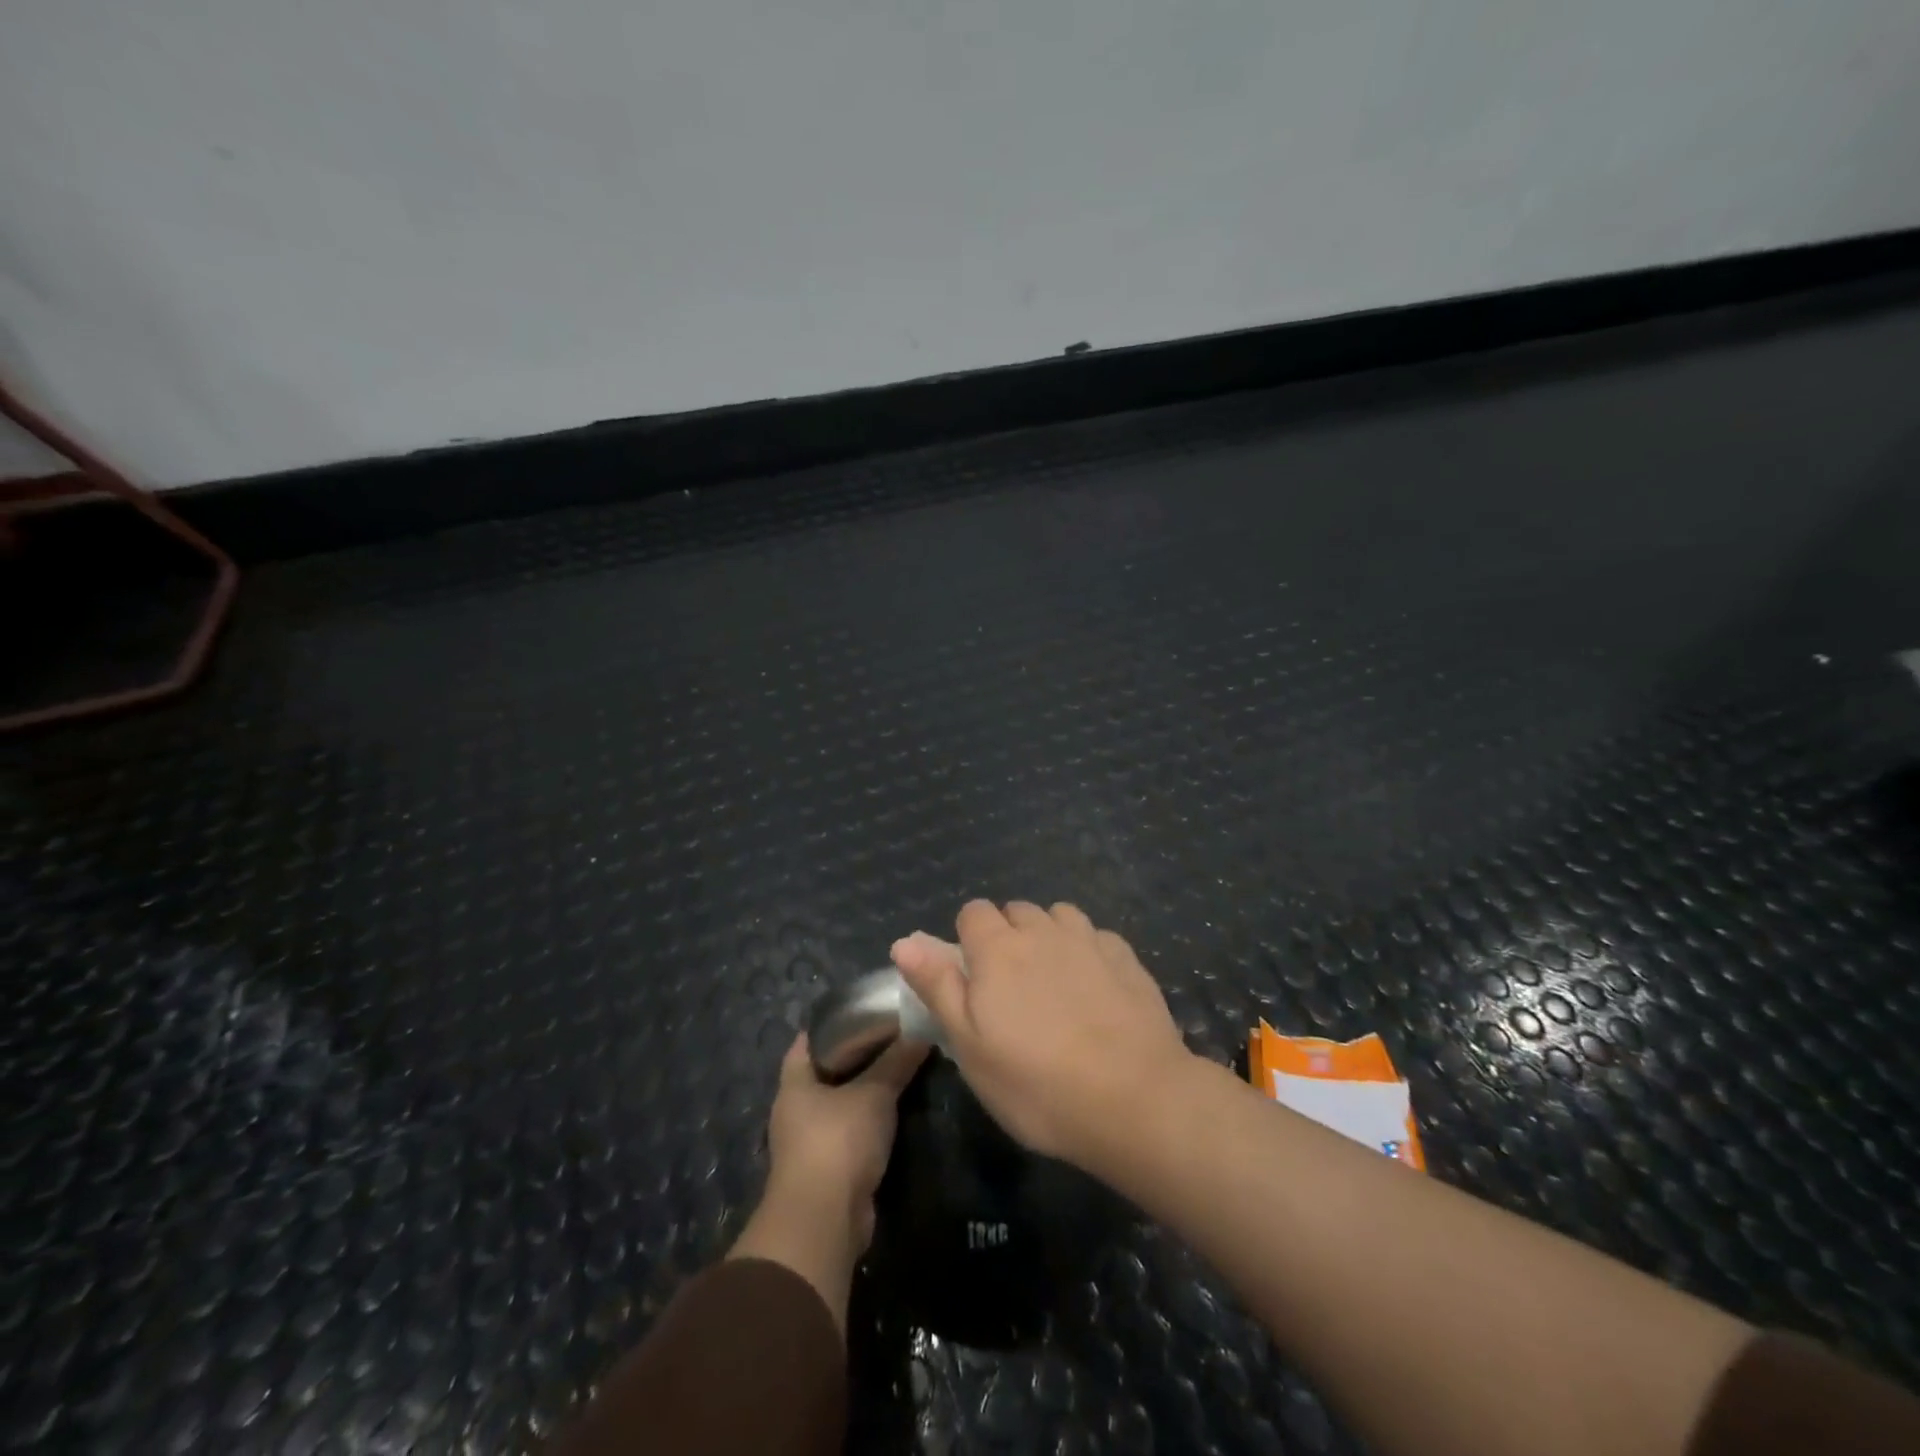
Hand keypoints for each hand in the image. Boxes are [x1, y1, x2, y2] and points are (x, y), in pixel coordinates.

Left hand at [729, 1030, 926, 1331]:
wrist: (824, 1221)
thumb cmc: (838, 1142)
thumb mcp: (873, 1094)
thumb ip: (896, 1063)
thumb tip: (920, 1033)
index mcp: (794, 1083)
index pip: (810, 1039)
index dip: (835, 1022)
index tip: (867, 1010)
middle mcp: (797, 1109)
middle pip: (829, 1070)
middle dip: (859, 1056)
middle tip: (896, 1036)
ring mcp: (811, 1141)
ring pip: (843, 1103)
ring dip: (869, 1091)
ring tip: (904, 1068)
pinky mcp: (830, 1168)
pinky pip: (853, 1132)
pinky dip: (872, 1121)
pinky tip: (899, 1109)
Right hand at [892, 900, 1192, 1172]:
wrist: (1134, 1100)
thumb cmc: (1036, 1083)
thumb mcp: (968, 1044)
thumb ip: (937, 985)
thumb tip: (905, 940)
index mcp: (998, 948)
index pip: (973, 912)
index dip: (968, 939)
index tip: (973, 979)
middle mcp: (1043, 930)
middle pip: (1016, 911)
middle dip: (1007, 936)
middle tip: (1011, 990)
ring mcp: (1089, 940)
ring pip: (1059, 916)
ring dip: (1049, 936)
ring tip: (1053, 983)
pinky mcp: (1127, 958)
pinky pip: (1097, 937)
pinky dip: (1088, 951)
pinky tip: (1095, 988)